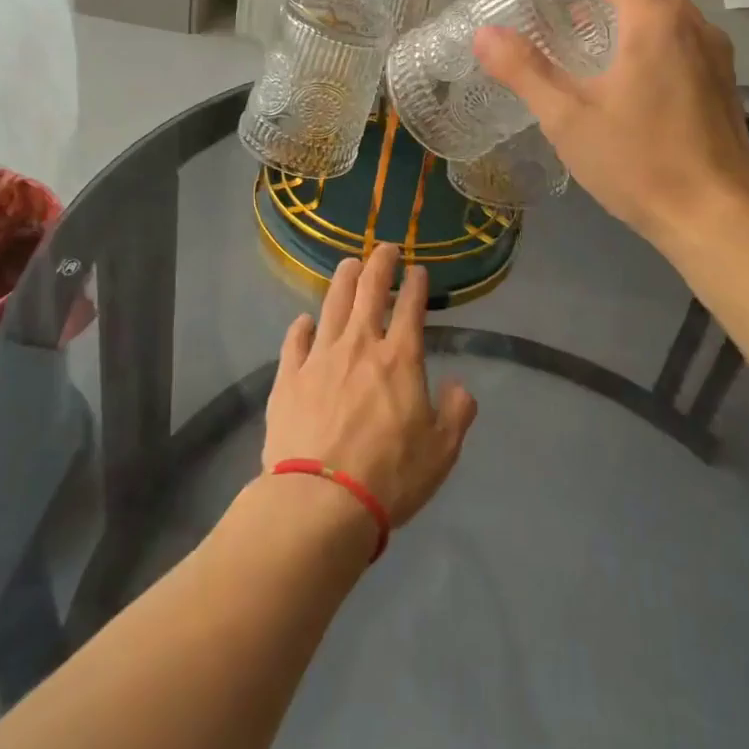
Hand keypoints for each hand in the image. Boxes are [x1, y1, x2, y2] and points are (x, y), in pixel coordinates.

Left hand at [262, 245, 477, 526]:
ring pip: (332, 304)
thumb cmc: (389, 476)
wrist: (320, 500)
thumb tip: (460, 387)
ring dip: (343, 280)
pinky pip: (296, 340)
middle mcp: (360, 345)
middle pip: (369, 291)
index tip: (418, 270)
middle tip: (385, 248)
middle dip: (380, 264)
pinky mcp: (289, 377)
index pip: (411, 308)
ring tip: (349, 264)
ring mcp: (320, 358)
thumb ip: (456, 413)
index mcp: (400, 359)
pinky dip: (302, 326)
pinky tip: (305, 321)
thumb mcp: (441, 451)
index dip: (416, 284)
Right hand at [473, 0, 748, 254]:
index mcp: (653, 21)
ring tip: (585, 28)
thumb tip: (484, 34)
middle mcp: (691, 24)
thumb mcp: (568, 118)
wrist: (720, 218)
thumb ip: (525, 71)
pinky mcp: (722, 83)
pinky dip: (644, 38)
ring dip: (622, 13)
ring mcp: (714, 54)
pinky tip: (625, 68)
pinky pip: (677, 41)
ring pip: (660, 17)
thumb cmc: (640, 163)